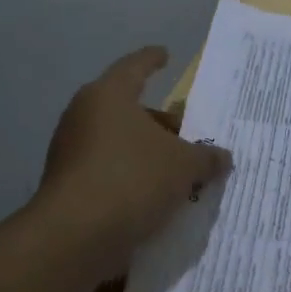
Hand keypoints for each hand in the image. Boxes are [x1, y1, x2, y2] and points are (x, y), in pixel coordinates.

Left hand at [34, 47, 230, 281]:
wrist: (75, 236)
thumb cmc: (133, 179)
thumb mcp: (184, 166)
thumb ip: (206, 157)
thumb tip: (223, 156)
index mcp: (109, 96)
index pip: (135, 67)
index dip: (153, 60)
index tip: (165, 54)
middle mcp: (84, 116)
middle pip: (128, 108)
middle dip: (159, 121)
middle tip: (186, 132)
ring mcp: (70, 151)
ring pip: (118, 141)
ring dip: (146, 151)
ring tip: (177, 169)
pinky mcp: (67, 184)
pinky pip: (108, 168)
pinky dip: (131, 174)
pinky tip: (155, 194)